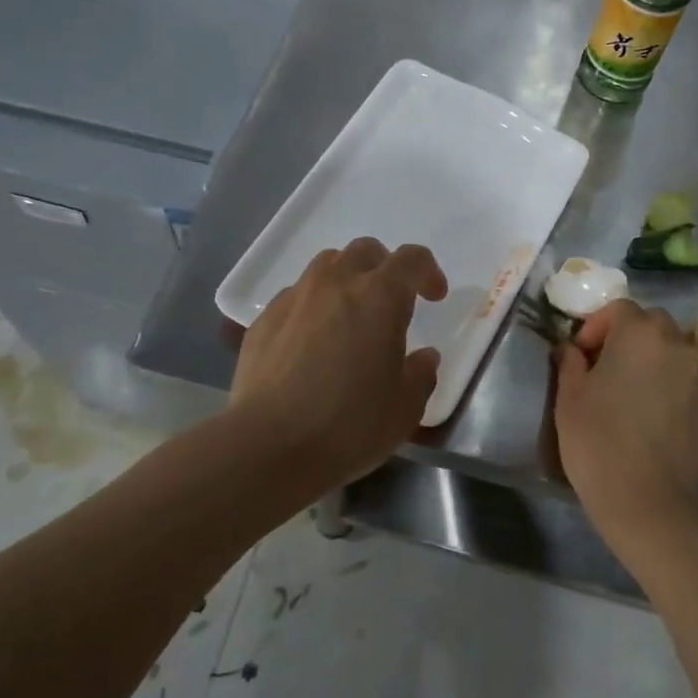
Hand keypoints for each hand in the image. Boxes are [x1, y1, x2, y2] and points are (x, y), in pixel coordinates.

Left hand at [230, 237, 447, 489]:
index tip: (434, 297)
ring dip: (346, 280)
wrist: (268, 446)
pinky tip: (312, 343)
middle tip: (392, 302)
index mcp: (379, 296)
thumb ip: (421, 374)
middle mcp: (335, 283)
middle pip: (365, 251)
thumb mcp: (405, 408)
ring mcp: (294, 298)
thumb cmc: (349, 424)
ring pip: (326, 266)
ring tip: (350, 316)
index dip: (428, 271)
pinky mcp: (263, 320)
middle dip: (385, 268)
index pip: (412, 259)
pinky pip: (296, 297)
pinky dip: (313, 307)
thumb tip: (424, 357)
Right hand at [554, 300, 697, 552]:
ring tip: (630, 391)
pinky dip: (669, 388)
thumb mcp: (568, 398)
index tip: (581, 354)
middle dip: (628, 336)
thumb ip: (570, 363)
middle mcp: (676, 346)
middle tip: (605, 365)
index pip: (620, 308)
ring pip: (673, 353)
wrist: (646, 499)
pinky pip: (686, 384)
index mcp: (639, 335)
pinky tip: (651, 418)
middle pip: (652, 324)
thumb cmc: (597, 440)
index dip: (596, 325)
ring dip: (651, 360)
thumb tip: (571, 349)